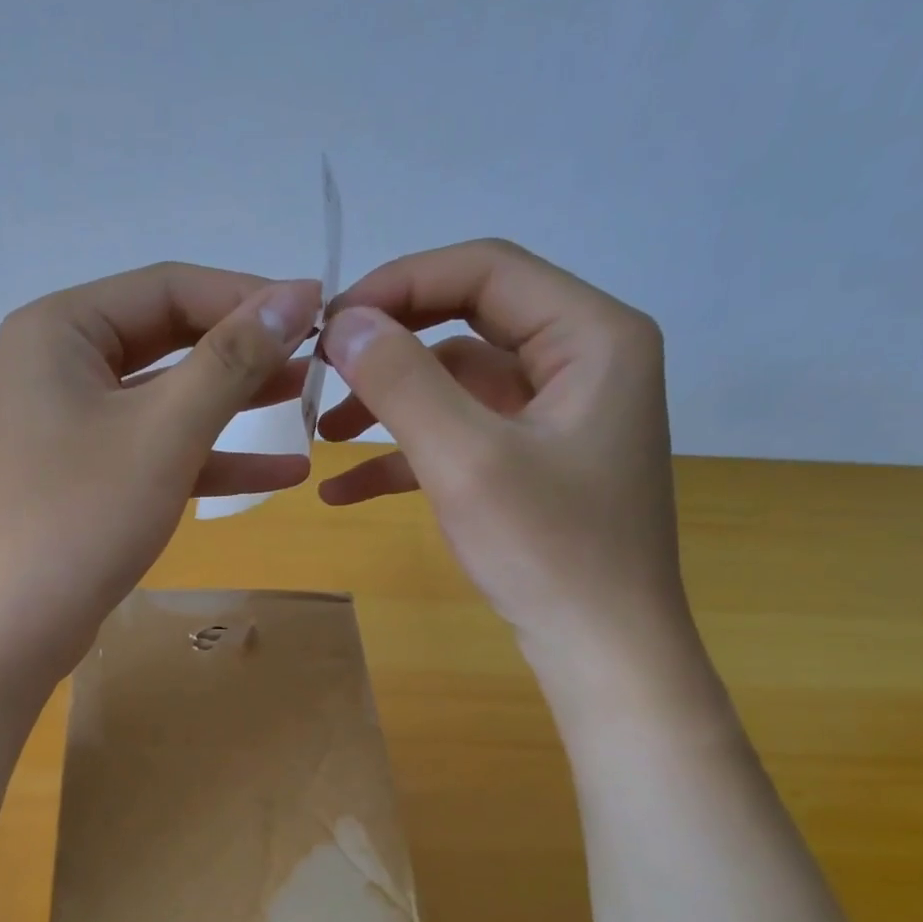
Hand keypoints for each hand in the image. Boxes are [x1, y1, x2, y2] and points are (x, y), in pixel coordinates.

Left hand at [0, 263, 320, 684]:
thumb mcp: (167, 431)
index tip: (322, 309)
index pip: (168, 287)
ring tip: (312, 401)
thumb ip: (233, 359)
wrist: (15, 628)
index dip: (248, 295)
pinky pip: (156, 447)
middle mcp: (59, 363)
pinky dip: (211, 457)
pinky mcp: (87, 473)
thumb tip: (298, 294)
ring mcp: (72, 422)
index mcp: (60, 329)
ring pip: (167, 397)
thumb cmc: (84, 518)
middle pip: (169, 338)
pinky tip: (281, 471)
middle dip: (245, 351)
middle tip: (319, 355)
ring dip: (236, 402)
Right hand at [318, 239, 686, 672]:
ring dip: (389, 402)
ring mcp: (555, 414)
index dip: (401, 284)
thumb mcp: (466, 460)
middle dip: (390, 346)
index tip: (331, 324)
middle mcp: (580, 359)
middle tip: (321, 370)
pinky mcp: (531, 460)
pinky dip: (404, 455)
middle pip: (467, 321)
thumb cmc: (548, 551)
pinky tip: (343, 491)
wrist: (601, 651)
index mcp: (591, 335)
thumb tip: (344, 322)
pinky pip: (460, 435)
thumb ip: (403, 381)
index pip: (485, 270)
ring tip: (321, 433)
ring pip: (455, 382)